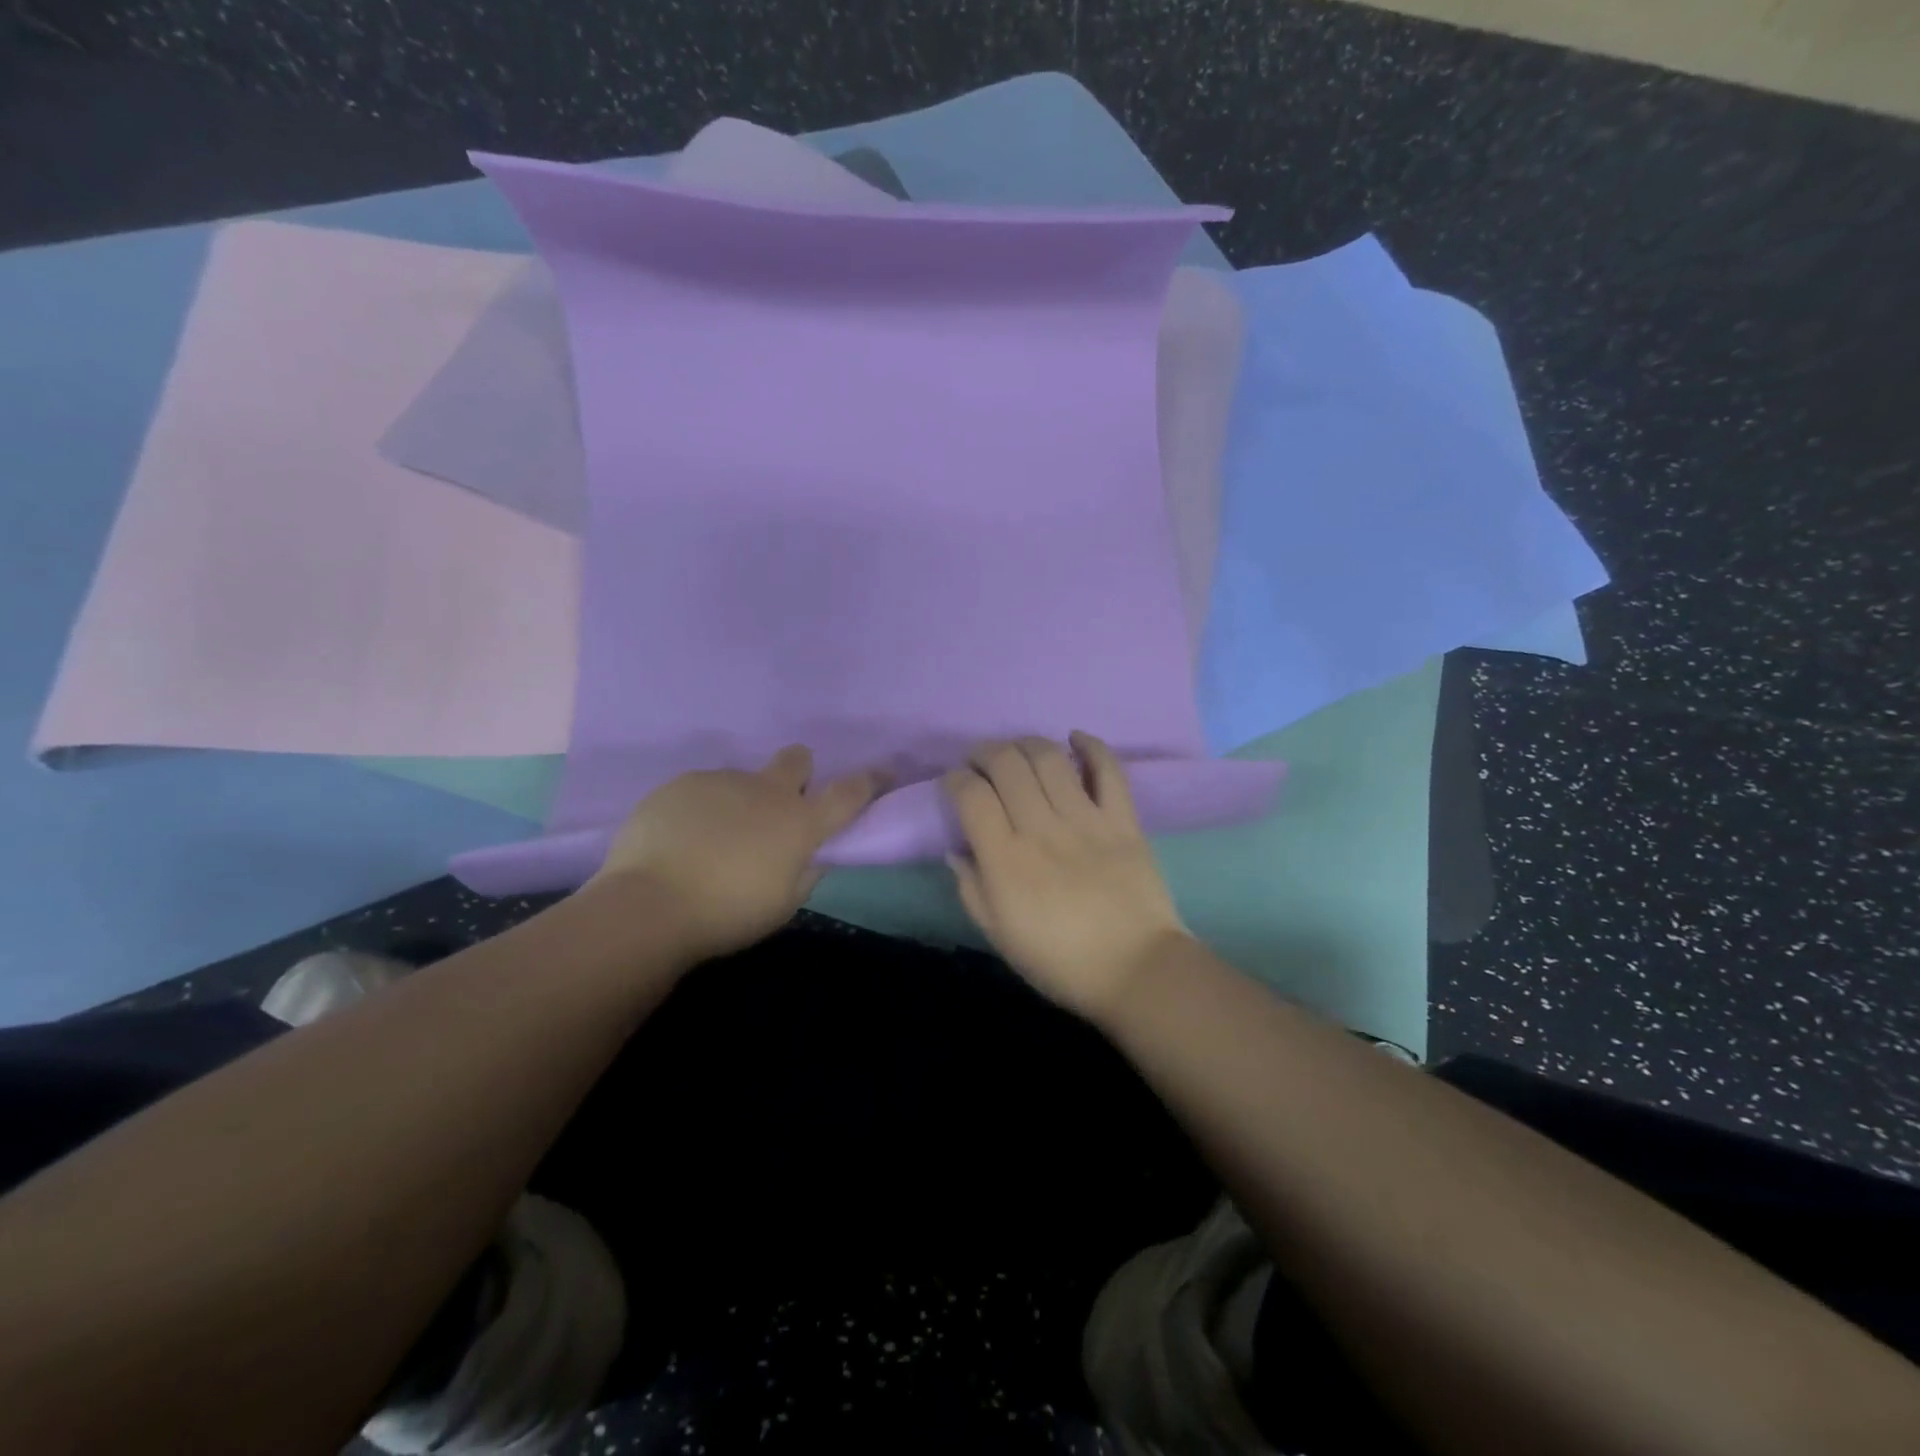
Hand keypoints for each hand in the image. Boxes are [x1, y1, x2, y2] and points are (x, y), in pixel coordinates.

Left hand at [590, 745, 885, 963]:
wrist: (650, 904)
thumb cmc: (728, 914)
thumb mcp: (783, 905)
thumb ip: (805, 873)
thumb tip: (813, 855)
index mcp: (799, 822)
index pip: (850, 792)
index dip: (872, 780)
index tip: (885, 772)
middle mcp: (766, 791)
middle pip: (796, 759)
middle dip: (798, 772)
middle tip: (779, 806)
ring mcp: (722, 781)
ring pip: (742, 780)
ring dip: (740, 802)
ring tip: (711, 841)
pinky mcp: (681, 783)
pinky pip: (702, 790)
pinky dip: (701, 810)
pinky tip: (680, 840)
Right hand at [944, 733, 1189, 1020]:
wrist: (1135, 970)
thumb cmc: (1059, 961)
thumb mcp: (999, 936)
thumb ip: (971, 889)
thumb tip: (957, 849)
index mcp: (1005, 860)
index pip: (971, 796)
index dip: (955, 779)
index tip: (954, 783)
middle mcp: (1041, 829)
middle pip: (1006, 765)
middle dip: (984, 752)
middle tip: (980, 761)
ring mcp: (1086, 820)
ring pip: (1049, 758)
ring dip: (1026, 743)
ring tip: (1018, 750)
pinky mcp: (1122, 819)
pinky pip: (1108, 770)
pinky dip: (1091, 746)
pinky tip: (1075, 738)